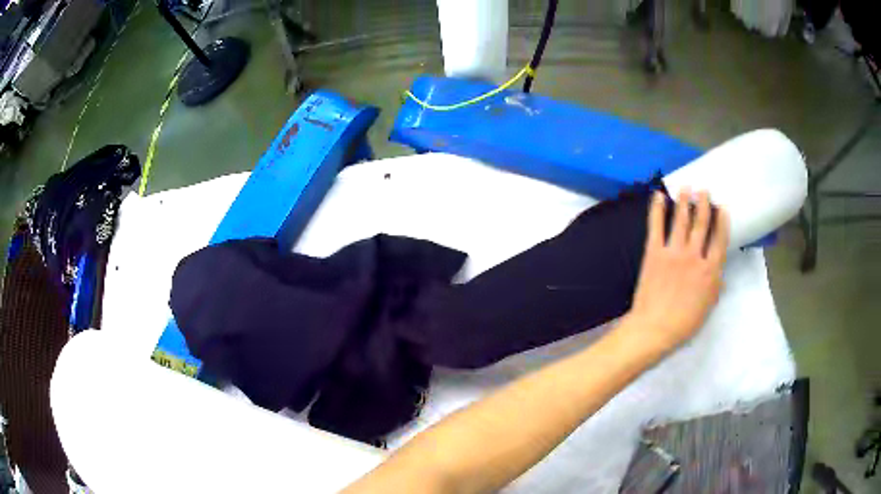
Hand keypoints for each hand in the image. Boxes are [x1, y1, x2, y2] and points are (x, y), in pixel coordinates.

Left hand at [623, 189, 729, 353]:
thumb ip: (715, 287)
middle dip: (703, 204)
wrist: (654, 328)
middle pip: (701, 224)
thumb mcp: (707, 307)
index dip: (722, 221)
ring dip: (684, 201)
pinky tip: (658, 196)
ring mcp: (674, 252)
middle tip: (704, 190)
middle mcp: (694, 256)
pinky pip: (656, 226)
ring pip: (681, 220)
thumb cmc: (683, 323)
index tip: (722, 207)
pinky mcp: (654, 253)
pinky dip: (657, 209)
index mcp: (710, 271)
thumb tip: (721, 274)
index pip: (719, 240)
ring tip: (686, 187)